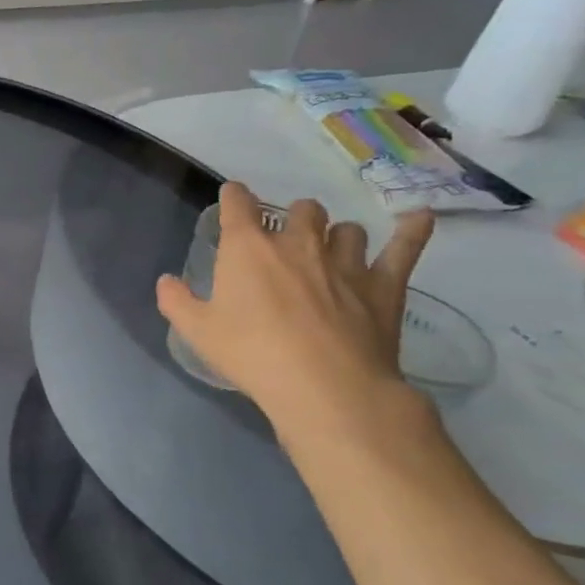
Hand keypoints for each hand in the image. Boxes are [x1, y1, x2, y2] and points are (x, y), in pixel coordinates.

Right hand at [156, 184, 435, 430]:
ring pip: (346, 229)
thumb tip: (165, 281)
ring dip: (337, 236)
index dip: (234, 197)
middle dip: (293, 217)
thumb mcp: (198, 332)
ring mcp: (346, 261)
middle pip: (301, 208)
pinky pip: (405, 248)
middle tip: (285, 241)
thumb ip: (176, 301)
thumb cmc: (253, 354)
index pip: (238, 203)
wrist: (325, 387)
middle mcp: (298, 242)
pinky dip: (413, 231)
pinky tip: (418, 218)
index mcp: (248, 248)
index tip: (233, 199)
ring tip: (333, 251)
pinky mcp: (384, 285)